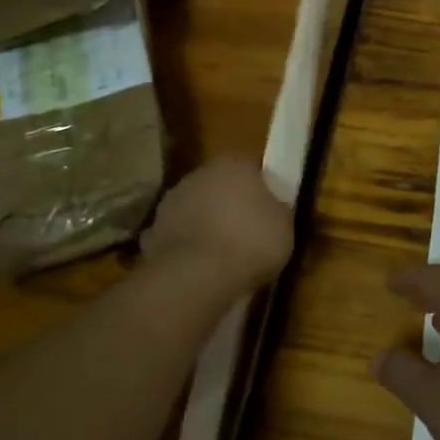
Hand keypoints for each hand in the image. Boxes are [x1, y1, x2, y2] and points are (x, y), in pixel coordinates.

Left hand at [142, 156, 292, 290]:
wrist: (197, 274)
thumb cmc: (251, 241)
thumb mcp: (285, 226)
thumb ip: (278, 211)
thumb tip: (274, 209)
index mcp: (235, 164)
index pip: (252, 170)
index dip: (262, 191)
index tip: (269, 213)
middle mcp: (200, 173)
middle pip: (221, 187)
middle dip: (232, 206)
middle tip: (247, 234)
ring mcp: (172, 200)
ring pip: (198, 209)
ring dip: (207, 224)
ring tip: (223, 256)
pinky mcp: (154, 229)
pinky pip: (180, 235)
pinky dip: (188, 246)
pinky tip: (200, 268)